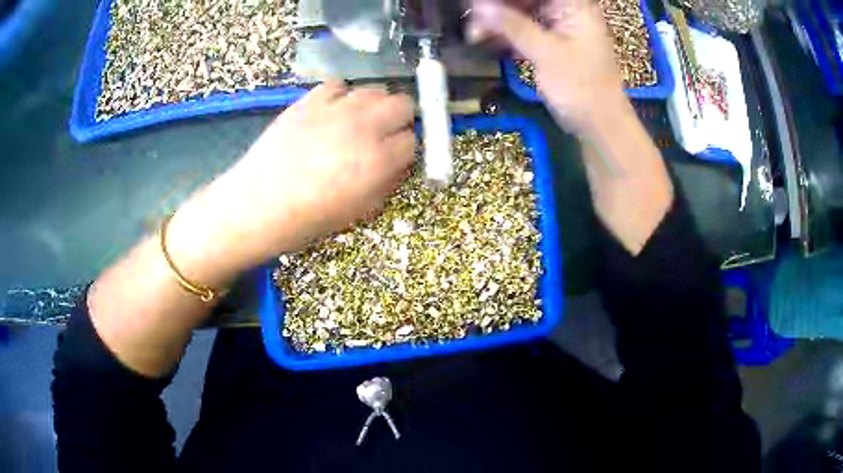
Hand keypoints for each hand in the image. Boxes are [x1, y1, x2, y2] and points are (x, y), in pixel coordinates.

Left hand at [168, 81, 415, 281]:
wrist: (257, 204)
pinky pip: (337, 85)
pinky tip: (331, 111)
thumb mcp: (357, 212)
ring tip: (359, 121)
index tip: (396, 155)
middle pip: (402, 103)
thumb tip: (397, 163)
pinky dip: (341, 95)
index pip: (412, 140)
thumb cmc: (307, 219)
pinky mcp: (309, 101)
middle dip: (400, 118)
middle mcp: (362, 127)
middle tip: (386, 132)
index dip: (406, 149)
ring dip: (374, 104)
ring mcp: (334, 109)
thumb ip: (385, 183)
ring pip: (373, 89)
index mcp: (377, 161)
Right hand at [470, 0, 625, 136]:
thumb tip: (479, 6)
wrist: (600, 126)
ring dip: (498, 22)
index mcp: (575, 6)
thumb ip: (512, 26)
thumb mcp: (546, 54)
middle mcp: (568, 11)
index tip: (480, 4)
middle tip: (472, 17)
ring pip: (522, 13)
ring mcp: (560, 27)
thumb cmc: (582, 88)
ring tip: (475, 34)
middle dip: (498, 7)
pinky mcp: (553, 43)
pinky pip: (525, 30)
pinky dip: (507, 35)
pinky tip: (487, 41)